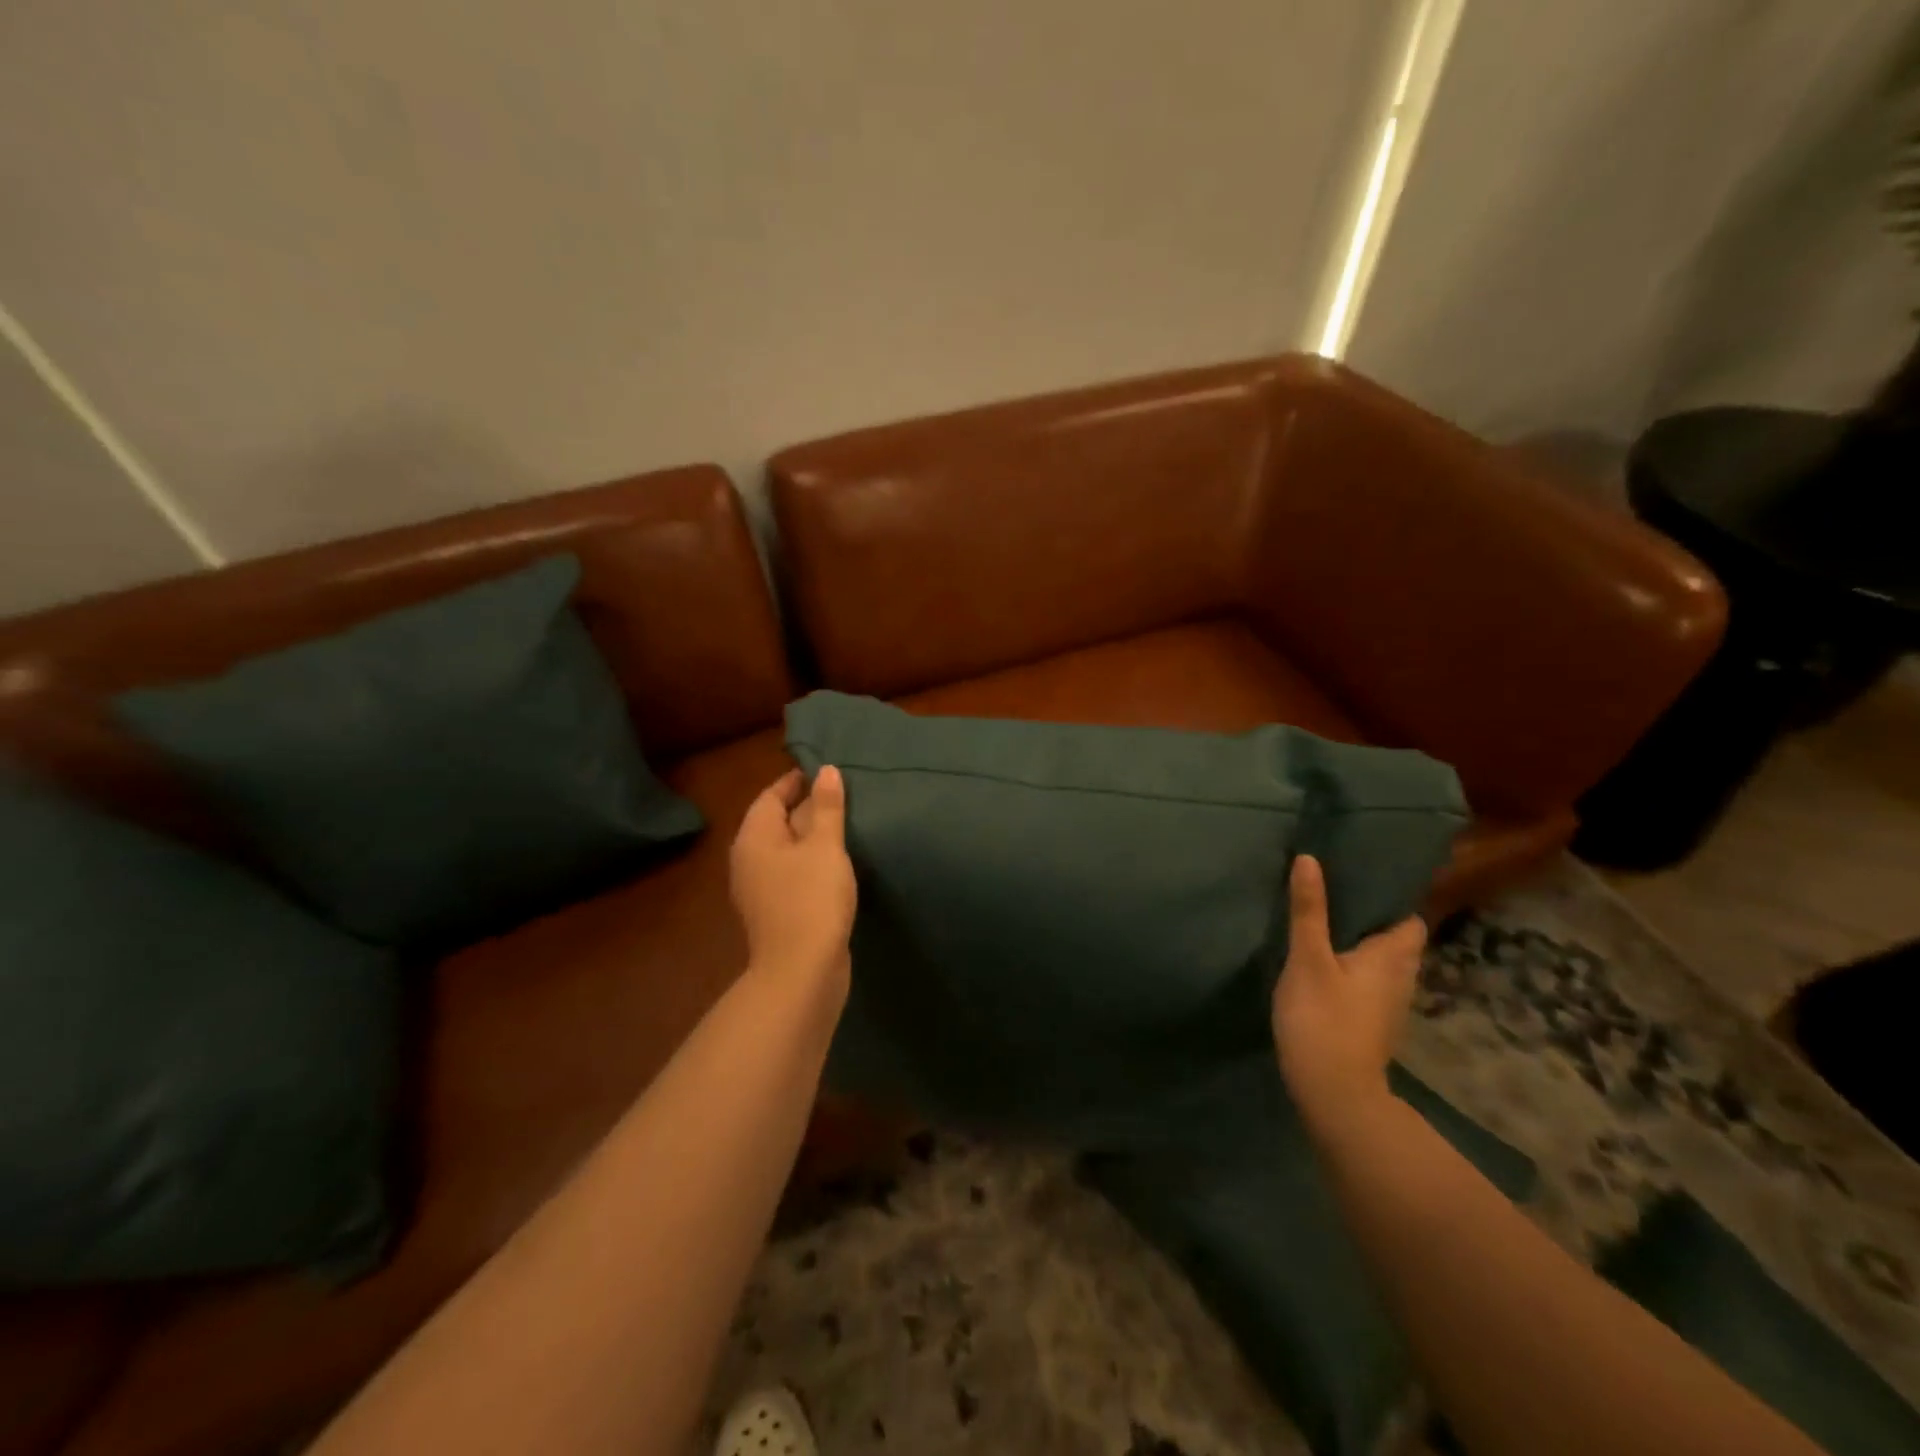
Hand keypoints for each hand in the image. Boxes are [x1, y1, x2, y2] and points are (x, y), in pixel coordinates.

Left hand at [729, 767, 857, 993]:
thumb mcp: (824, 846)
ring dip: (812, 837)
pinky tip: (837, 864)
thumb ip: (827, 806)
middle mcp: (749, 859)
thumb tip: (825, 770)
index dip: (796, 781)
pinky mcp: (777, 910)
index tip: (826, 771)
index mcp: (754, 837)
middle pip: (777, 821)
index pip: (771, 795)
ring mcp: (760, 888)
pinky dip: (812, 862)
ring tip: (847, 826)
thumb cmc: (811, 898)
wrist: (801, 971)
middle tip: (844, 795)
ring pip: (787, 849)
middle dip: (807, 807)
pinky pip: (793, 873)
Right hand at [1271, 854, 1426, 1143]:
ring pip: (1382, 963)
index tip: (1359, 880)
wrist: (1334, 1093)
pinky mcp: (1372, 1024)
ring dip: (1361, 945)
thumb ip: (1308, 909)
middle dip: (1372, 919)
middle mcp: (1401, 978)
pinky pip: (1369, 983)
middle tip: (1335, 896)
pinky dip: (1353, 969)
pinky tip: (1324, 965)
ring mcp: (1389, 1006)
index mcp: (1393, 957)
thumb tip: (1310, 859)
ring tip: (1325, 924)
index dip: (1391, 899)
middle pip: (1397, 940)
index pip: (1410, 919)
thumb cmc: (1323, 1018)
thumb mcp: (1308, 958)